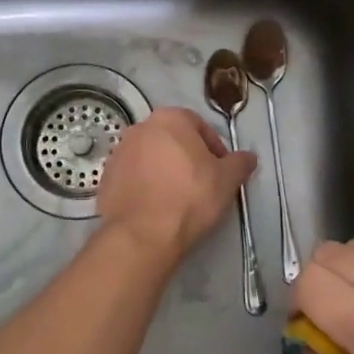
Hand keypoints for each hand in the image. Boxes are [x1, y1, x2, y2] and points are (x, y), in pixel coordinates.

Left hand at [98, 108, 254, 257]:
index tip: (220, 172)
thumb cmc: (190, 197)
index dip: (214, 149)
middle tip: (201, 184)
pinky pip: (132, 177)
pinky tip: (155, 207)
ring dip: (164, 171)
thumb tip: (248, 157)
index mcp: (170, 118)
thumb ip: (240, 163)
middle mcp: (140, 128)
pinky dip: (144, 186)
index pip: (199, 127)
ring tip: (177, 199)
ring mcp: (118, 152)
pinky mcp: (105, 177)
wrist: (143, 234)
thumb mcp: (227, 180)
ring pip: (150, 158)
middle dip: (187, 158)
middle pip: (172, 140)